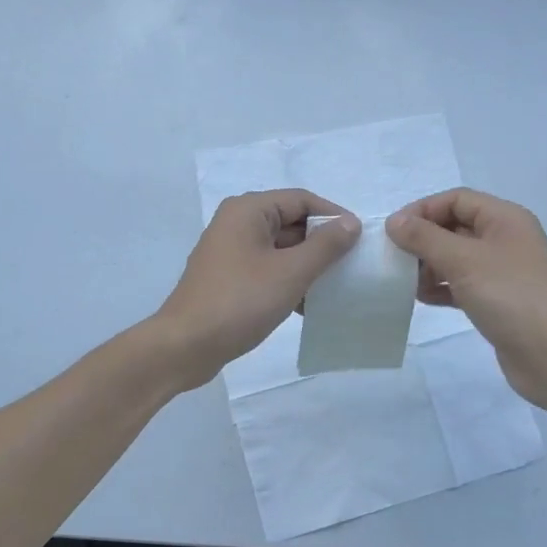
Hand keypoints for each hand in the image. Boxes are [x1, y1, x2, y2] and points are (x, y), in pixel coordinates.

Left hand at [153, 189, 359, 389]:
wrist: (185, 346)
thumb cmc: (240, 302)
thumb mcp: (290, 273)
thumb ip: (325, 245)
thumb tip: (351, 222)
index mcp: (248, 210)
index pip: (301, 199)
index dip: (333, 216)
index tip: (361, 239)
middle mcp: (237, 223)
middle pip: (291, 222)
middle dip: (321, 243)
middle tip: (352, 265)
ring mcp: (230, 251)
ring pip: (280, 248)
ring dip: (307, 265)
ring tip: (335, 287)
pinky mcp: (229, 278)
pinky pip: (267, 269)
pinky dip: (288, 281)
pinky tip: (308, 305)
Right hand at [387, 188, 546, 409]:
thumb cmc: (512, 297)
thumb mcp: (464, 261)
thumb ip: (425, 238)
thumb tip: (394, 221)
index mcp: (505, 219)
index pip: (456, 200)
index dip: (423, 210)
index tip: (393, 232)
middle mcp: (505, 239)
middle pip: (455, 227)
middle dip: (423, 239)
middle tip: (394, 259)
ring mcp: (503, 272)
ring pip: (457, 258)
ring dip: (429, 265)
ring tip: (405, 282)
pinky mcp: (499, 301)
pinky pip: (463, 285)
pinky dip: (441, 288)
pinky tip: (421, 299)